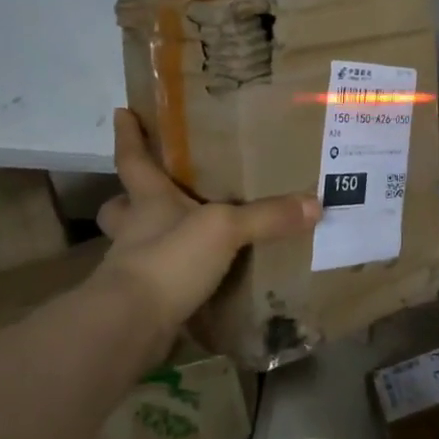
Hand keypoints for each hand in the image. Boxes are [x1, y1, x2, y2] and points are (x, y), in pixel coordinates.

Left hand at [92, 109, 320, 340]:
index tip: (122, 112)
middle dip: (131, 199)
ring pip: (138, 245)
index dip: (129, 136)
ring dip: (156, 240)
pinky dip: (178, 280)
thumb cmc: (168, 259)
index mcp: (149, 201)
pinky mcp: (144, 303)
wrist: (131, 327)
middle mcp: (136, 230)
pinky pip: (162, 282)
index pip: (133, 160)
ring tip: (189, 237)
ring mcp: (136, 268)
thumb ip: (267, 216)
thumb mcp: (225, 229)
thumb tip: (315, 203)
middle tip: (155, 191)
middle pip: (123, 207)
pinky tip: (204, 282)